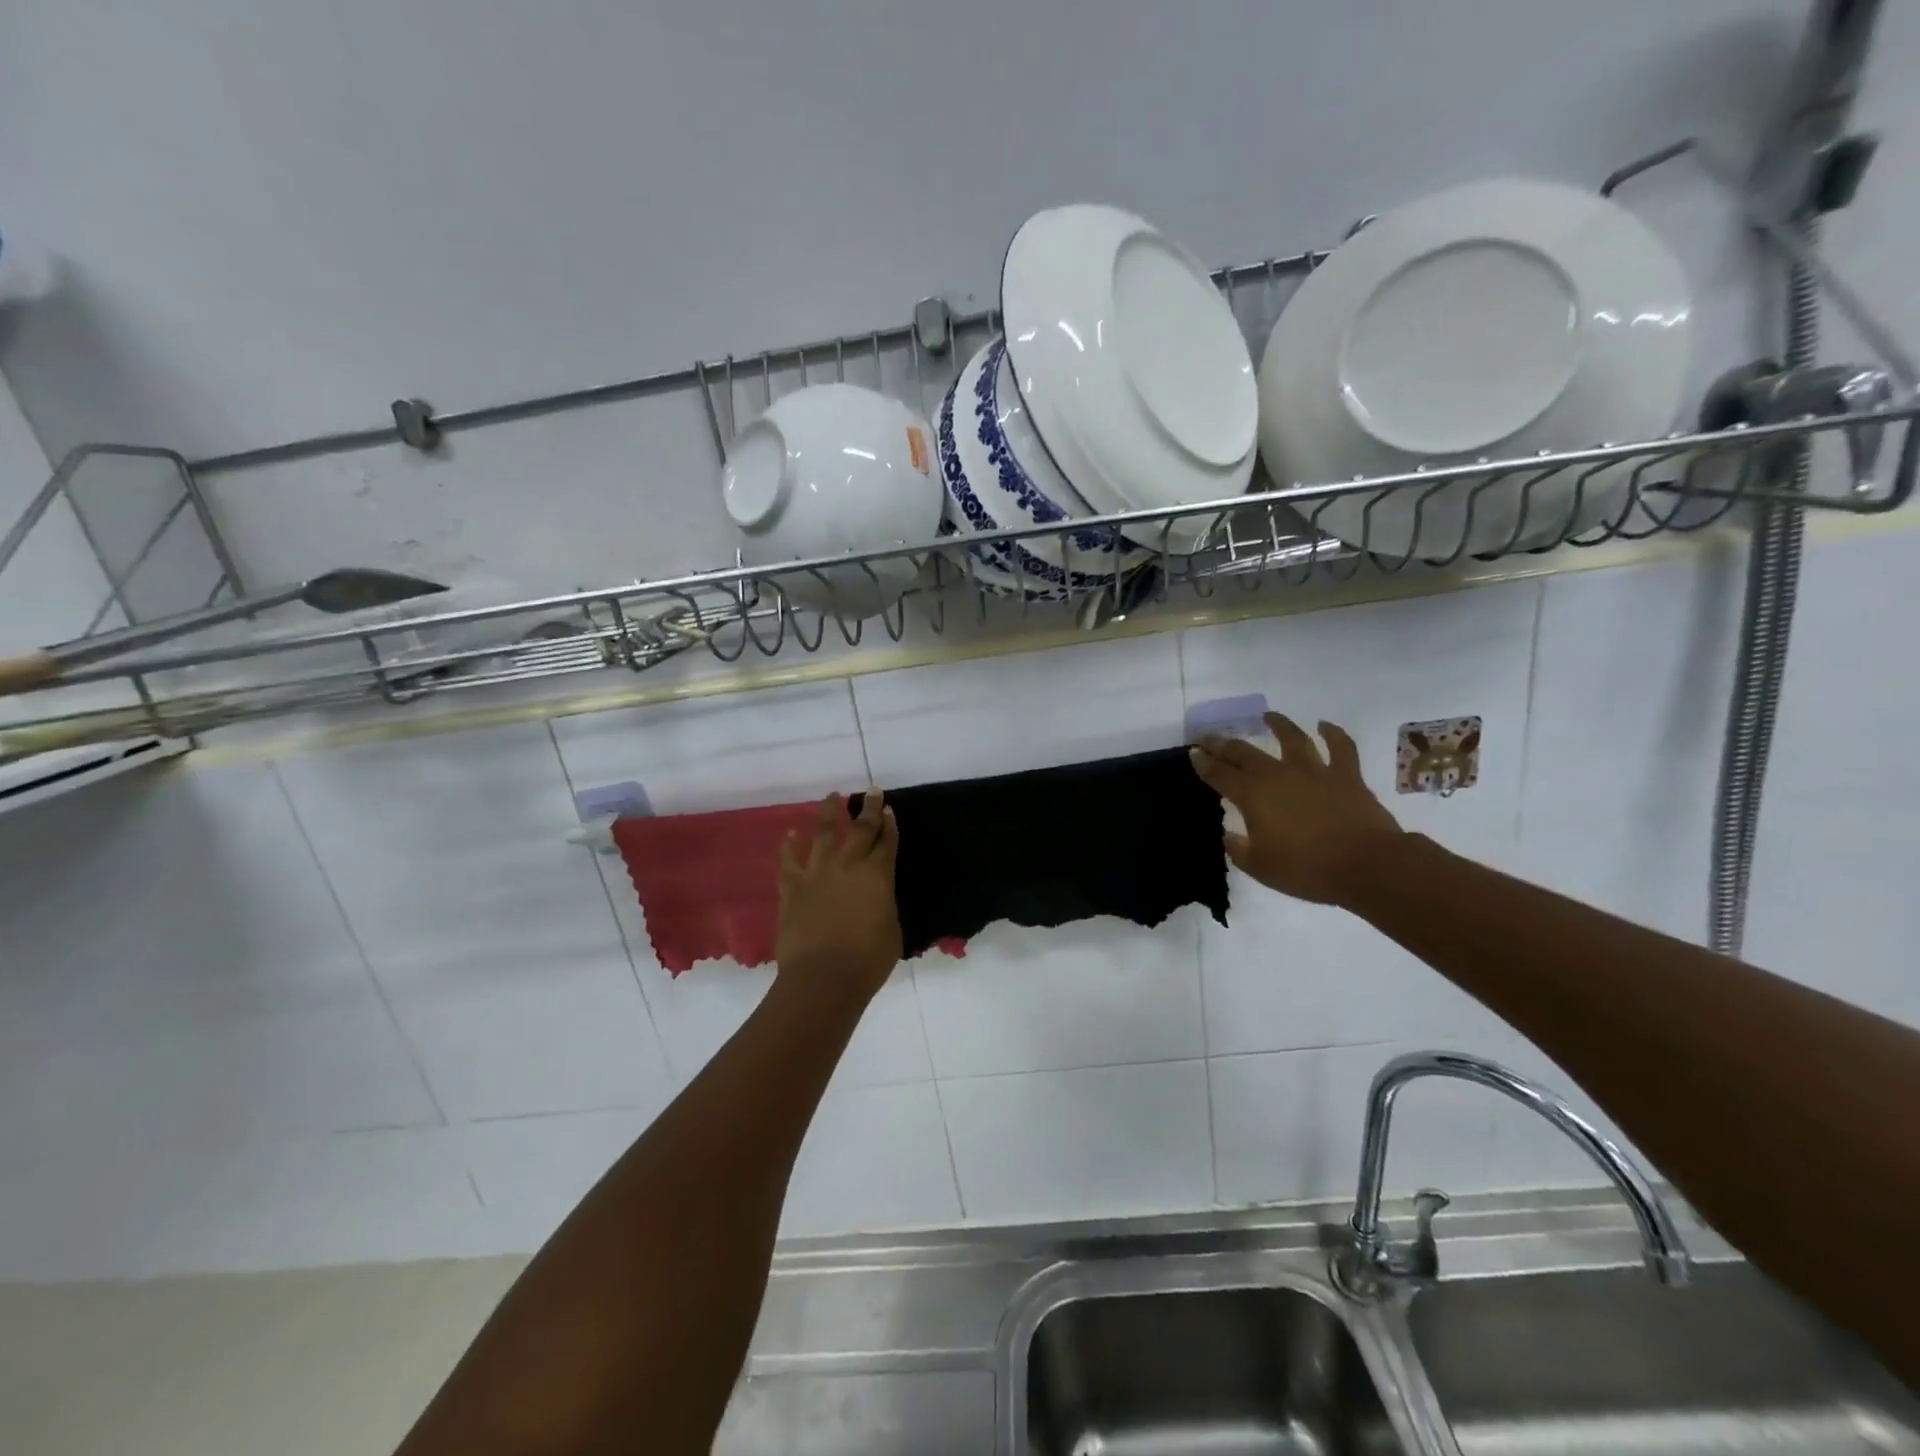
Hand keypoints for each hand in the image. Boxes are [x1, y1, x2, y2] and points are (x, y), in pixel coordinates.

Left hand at [775, 791, 902, 1004]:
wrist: (823, 977)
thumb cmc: (868, 960)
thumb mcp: (892, 930)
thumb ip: (885, 906)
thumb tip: (878, 899)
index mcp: (878, 875)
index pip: (887, 842)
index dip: (890, 825)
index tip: (889, 809)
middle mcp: (849, 865)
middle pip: (861, 829)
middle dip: (868, 808)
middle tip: (871, 791)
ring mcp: (818, 873)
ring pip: (825, 834)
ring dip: (829, 814)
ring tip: (832, 796)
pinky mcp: (793, 887)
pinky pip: (789, 860)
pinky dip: (790, 845)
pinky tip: (791, 833)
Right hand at [1190, 714, 1403, 906]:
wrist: (1367, 865)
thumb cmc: (1307, 869)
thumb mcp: (1260, 867)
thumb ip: (1239, 849)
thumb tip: (1231, 834)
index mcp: (1253, 797)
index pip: (1220, 775)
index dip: (1204, 764)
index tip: (1193, 753)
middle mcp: (1279, 775)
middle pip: (1246, 753)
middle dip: (1224, 744)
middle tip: (1211, 737)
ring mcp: (1314, 771)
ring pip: (1292, 739)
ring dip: (1278, 725)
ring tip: (1268, 716)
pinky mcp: (1347, 775)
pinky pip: (1341, 747)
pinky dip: (1333, 734)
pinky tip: (1325, 726)